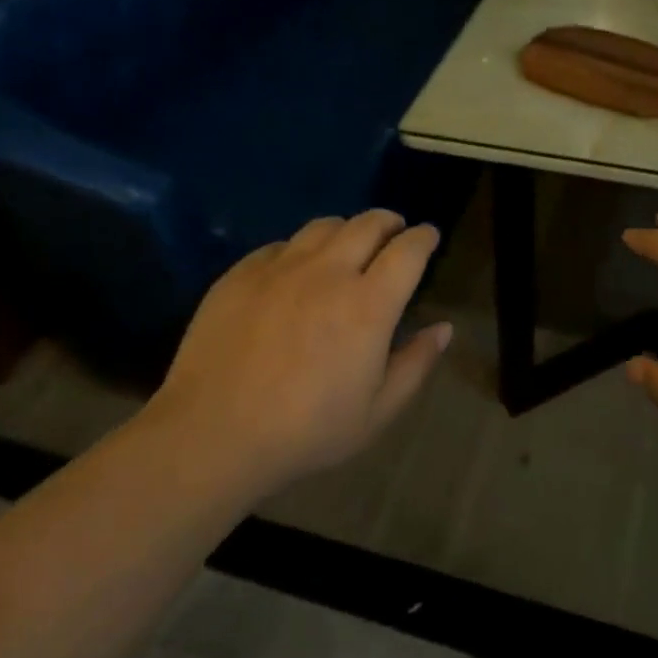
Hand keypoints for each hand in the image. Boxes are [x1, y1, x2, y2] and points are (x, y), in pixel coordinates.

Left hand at [141, 210, 452, 494]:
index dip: (424, 237)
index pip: (408, 251)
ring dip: (346, 229)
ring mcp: (280, 268)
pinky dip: (300, 249)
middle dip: (390, 222)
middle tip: (395, 231)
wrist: (213, 435)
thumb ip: (416, 364)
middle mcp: (328, 272)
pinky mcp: (241, 274)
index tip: (429, 236)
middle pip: (368, 224)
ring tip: (348, 243)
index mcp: (368, 304)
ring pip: (323, 226)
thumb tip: (444, 328)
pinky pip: (280, 245)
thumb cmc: (306, 432)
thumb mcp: (377, 412)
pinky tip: (296, 269)